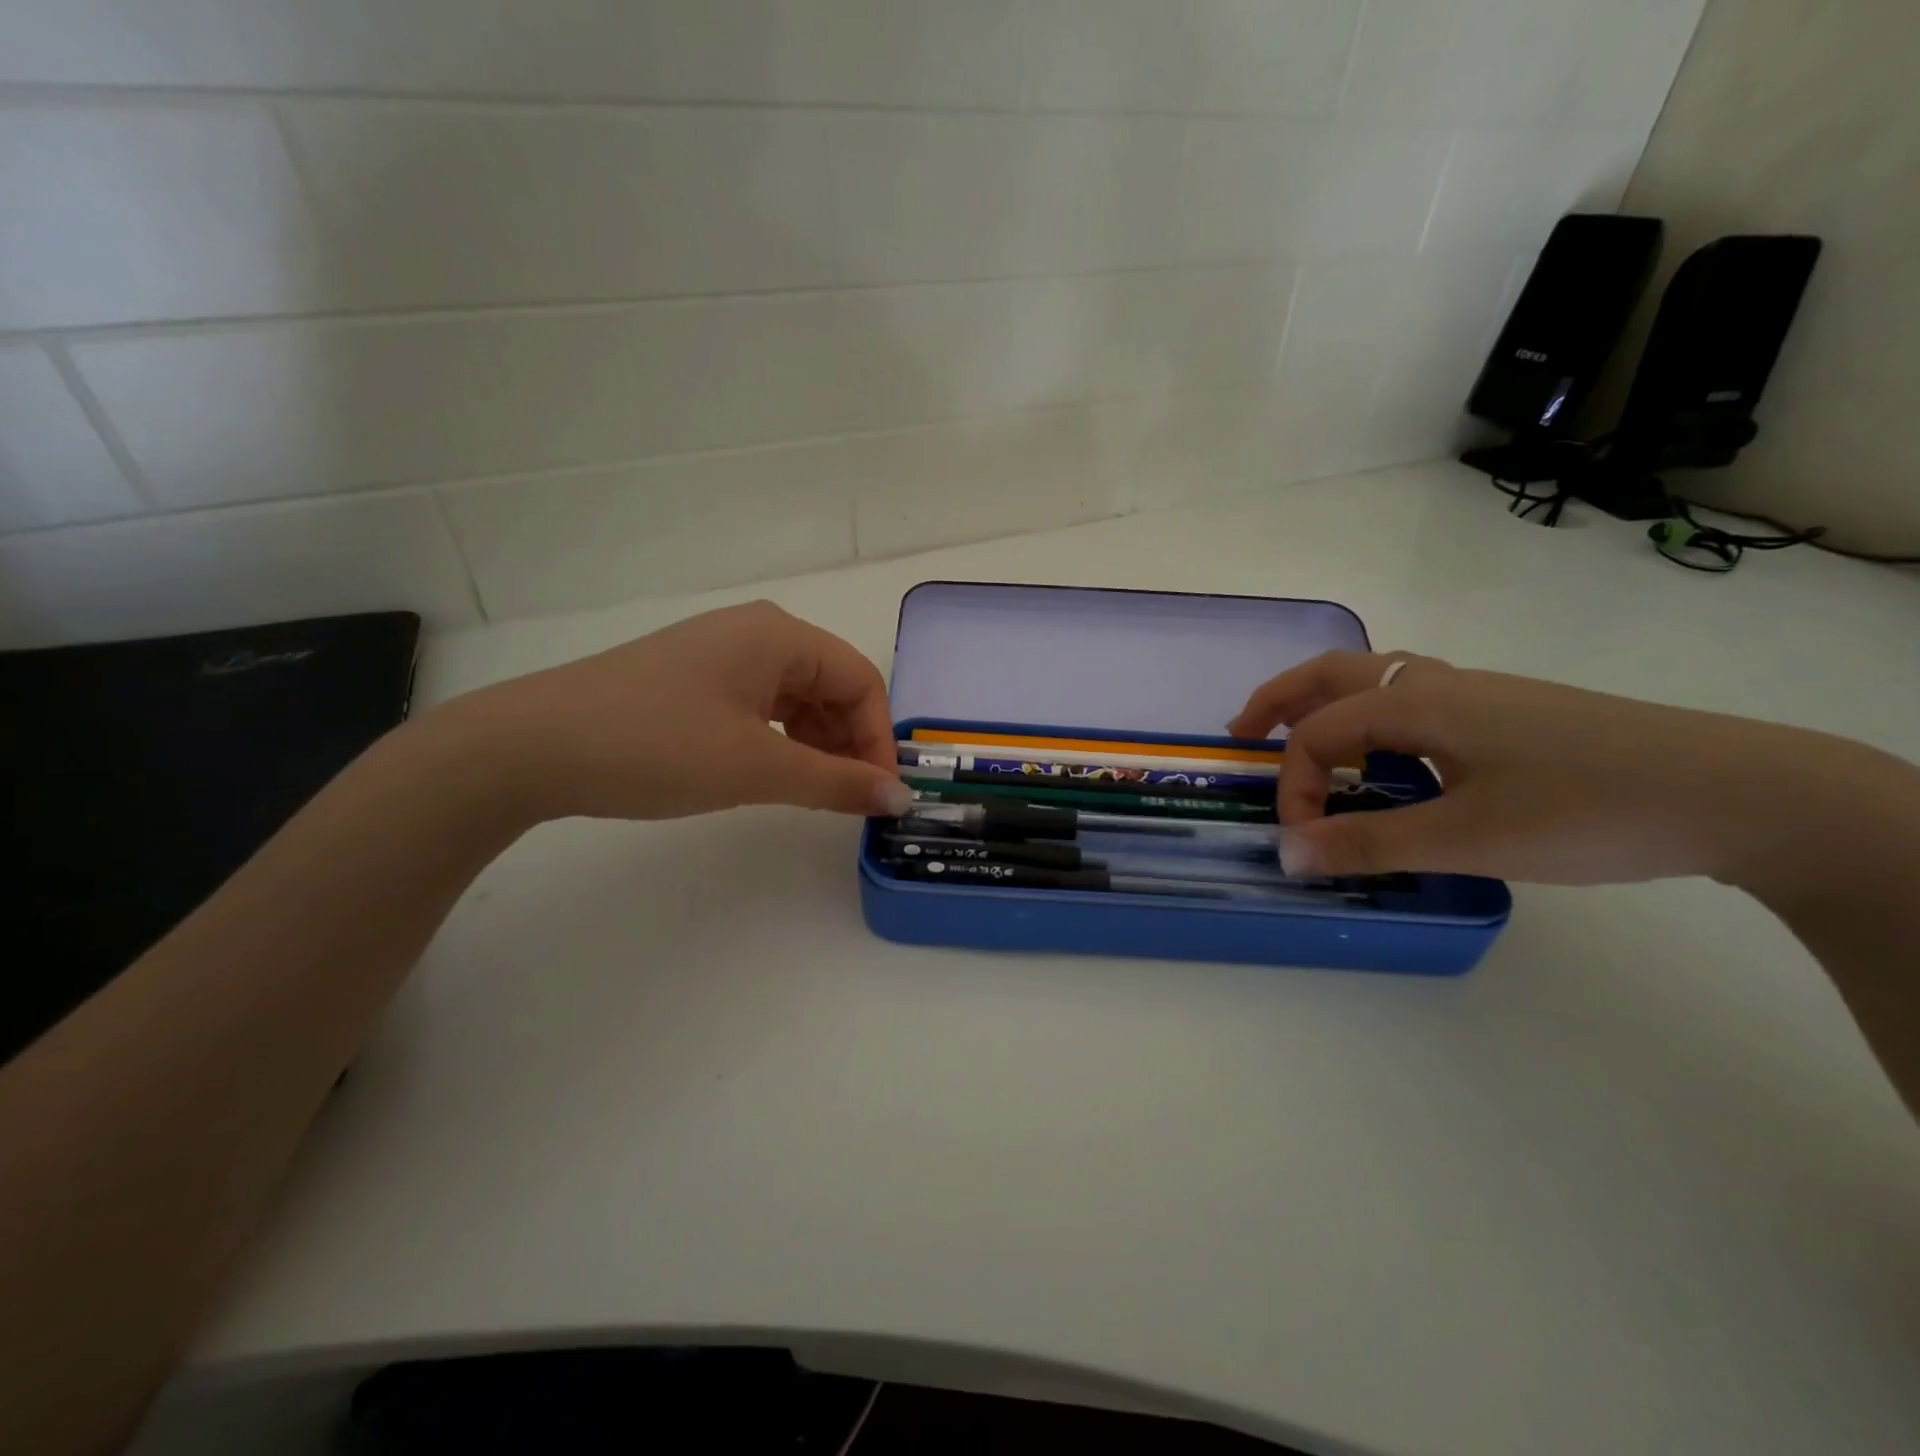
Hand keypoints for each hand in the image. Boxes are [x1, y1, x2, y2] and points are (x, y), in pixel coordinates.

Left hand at [431, 601, 914, 823]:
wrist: (530, 747)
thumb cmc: (657, 746)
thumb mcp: (757, 768)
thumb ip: (837, 784)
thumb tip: (899, 799)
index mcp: (779, 635)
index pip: (860, 681)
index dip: (878, 739)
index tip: (879, 796)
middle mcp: (755, 633)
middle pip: (831, 686)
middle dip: (849, 743)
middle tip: (848, 800)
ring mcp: (719, 655)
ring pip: (796, 699)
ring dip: (817, 745)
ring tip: (812, 793)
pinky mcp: (692, 680)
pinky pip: (760, 706)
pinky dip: (780, 741)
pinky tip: (771, 772)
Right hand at [1228, 651, 1866, 887]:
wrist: (1736, 791)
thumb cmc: (1585, 810)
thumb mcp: (1466, 838)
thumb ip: (1368, 844)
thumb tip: (1286, 855)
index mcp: (1416, 704)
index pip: (1318, 735)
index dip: (1295, 787)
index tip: (1305, 843)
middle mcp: (1438, 684)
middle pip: (1333, 674)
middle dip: (1278, 701)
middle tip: (1242, 733)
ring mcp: (1477, 695)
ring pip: (1376, 681)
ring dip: (1326, 704)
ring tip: (1306, 744)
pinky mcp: (1508, 714)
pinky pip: (1413, 701)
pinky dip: (1373, 719)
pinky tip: (1393, 761)